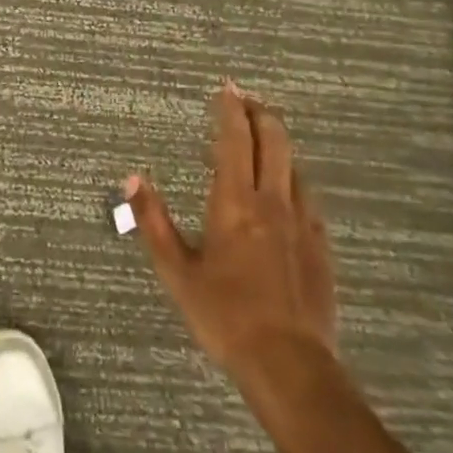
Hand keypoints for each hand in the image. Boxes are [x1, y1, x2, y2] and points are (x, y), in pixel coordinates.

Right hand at [126, 80, 337, 375]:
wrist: (289, 364)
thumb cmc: (224, 315)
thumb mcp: (177, 270)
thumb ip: (153, 221)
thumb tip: (132, 178)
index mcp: (235, 201)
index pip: (235, 139)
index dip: (231, 109)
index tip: (226, 88)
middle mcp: (272, 201)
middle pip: (274, 140)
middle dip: (261, 113)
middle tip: (246, 101)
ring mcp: (302, 223)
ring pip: (295, 165)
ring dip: (279, 142)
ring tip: (264, 137)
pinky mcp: (321, 246)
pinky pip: (308, 197)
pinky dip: (294, 178)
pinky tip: (289, 189)